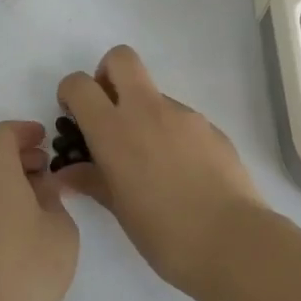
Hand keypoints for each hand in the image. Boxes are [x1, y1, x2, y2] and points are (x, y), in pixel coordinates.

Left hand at [0, 121, 78, 300]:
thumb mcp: (60, 230)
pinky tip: (11, 221)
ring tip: (29, 196)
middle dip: (10, 151)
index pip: (4, 132)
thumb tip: (41, 187)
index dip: (25, 132)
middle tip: (39, 167)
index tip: (45, 140)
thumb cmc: (24, 267)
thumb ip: (53, 199)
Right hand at [56, 46, 265, 291]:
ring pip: (153, 93)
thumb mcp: (118, 209)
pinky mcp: (211, 127)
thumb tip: (68, 173)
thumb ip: (91, 181)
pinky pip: (180, 119)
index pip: (80, 85)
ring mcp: (183, 115)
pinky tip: (180, 172)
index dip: (71, 94)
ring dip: (143, 112)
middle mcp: (147, 111)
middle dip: (108, 74)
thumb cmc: (164, 233)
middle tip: (109, 112)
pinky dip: (171, 133)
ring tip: (151, 162)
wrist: (233, 242)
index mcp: (114, 130)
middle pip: (121, 59)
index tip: (74, 118)